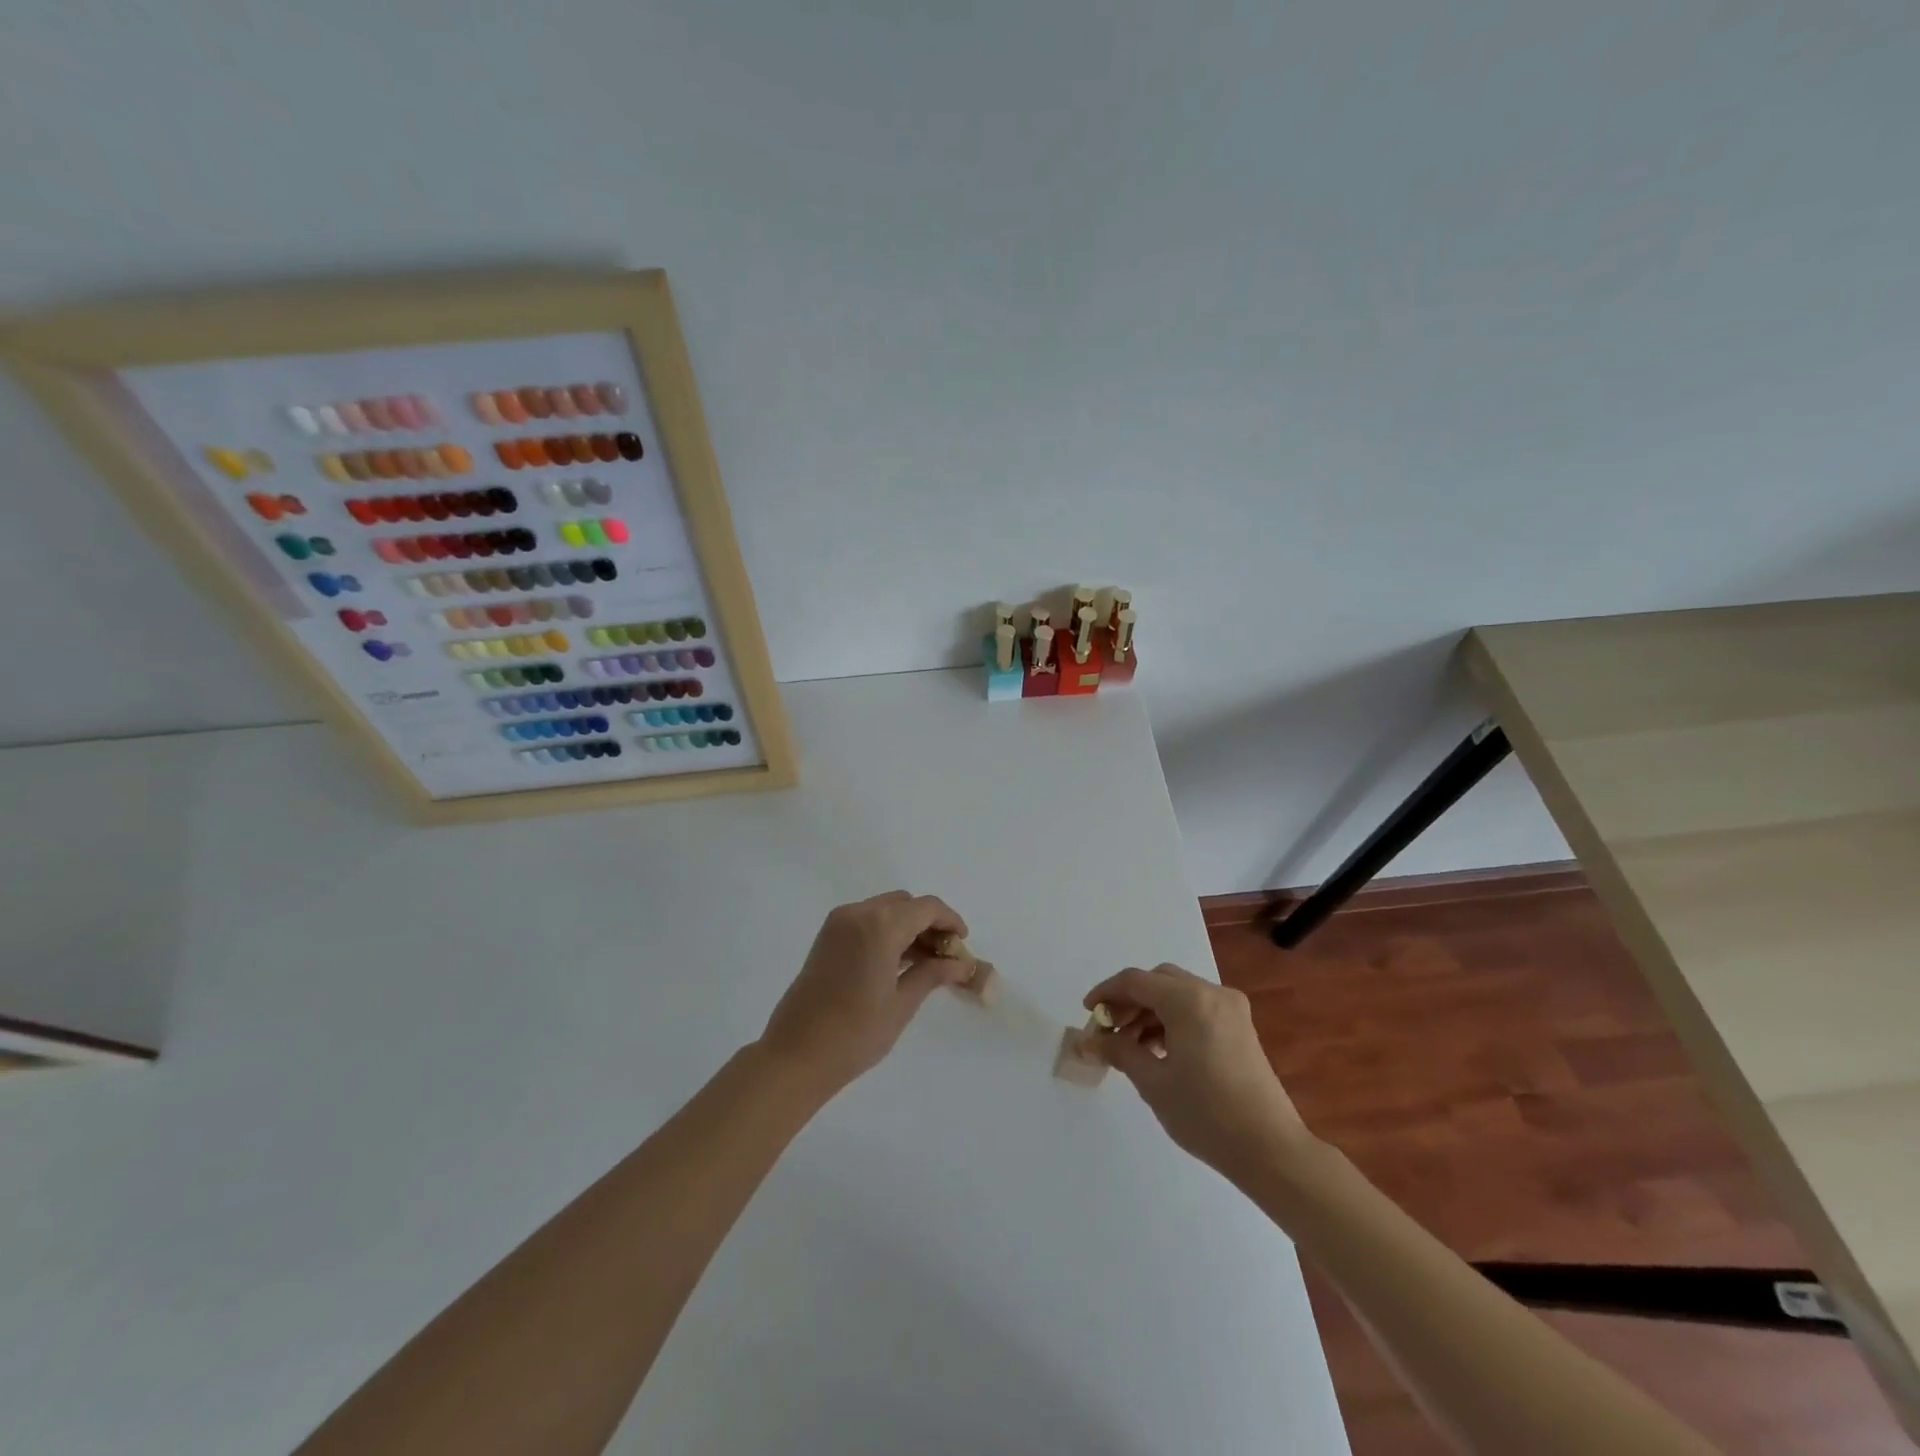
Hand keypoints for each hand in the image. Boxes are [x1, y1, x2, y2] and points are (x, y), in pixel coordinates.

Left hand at [759, 892, 970, 1100]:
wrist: (795, 1055)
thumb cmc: (855, 1033)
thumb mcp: (902, 1003)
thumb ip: (933, 974)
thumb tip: (962, 964)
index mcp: (880, 925)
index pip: (927, 907)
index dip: (950, 921)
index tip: (963, 944)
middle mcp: (858, 913)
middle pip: (905, 904)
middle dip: (929, 923)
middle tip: (946, 956)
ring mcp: (838, 923)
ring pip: (885, 910)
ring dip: (908, 927)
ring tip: (926, 963)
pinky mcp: (827, 937)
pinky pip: (866, 921)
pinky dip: (887, 932)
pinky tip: (899, 962)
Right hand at [1083, 964, 1316, 1181]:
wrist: (1270, 1150)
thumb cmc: (1206, 1114)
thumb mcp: (1153, 1083)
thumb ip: (1119, 1052)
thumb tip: (1092, 1041)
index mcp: (1189, 1000)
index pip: (1136, 981)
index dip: (1106, 993)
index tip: (1087, 1012)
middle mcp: (1211, 993)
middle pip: (1158, 981)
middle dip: (1129, 1001)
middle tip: (1108, 1029)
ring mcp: (1230, 1008)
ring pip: (1178, 993)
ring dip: (1150, 1011)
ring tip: (1130, 1045)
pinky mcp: (1240, 1027)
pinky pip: (1196, 1007)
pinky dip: (1172, 1019)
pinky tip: (1159, 1049)